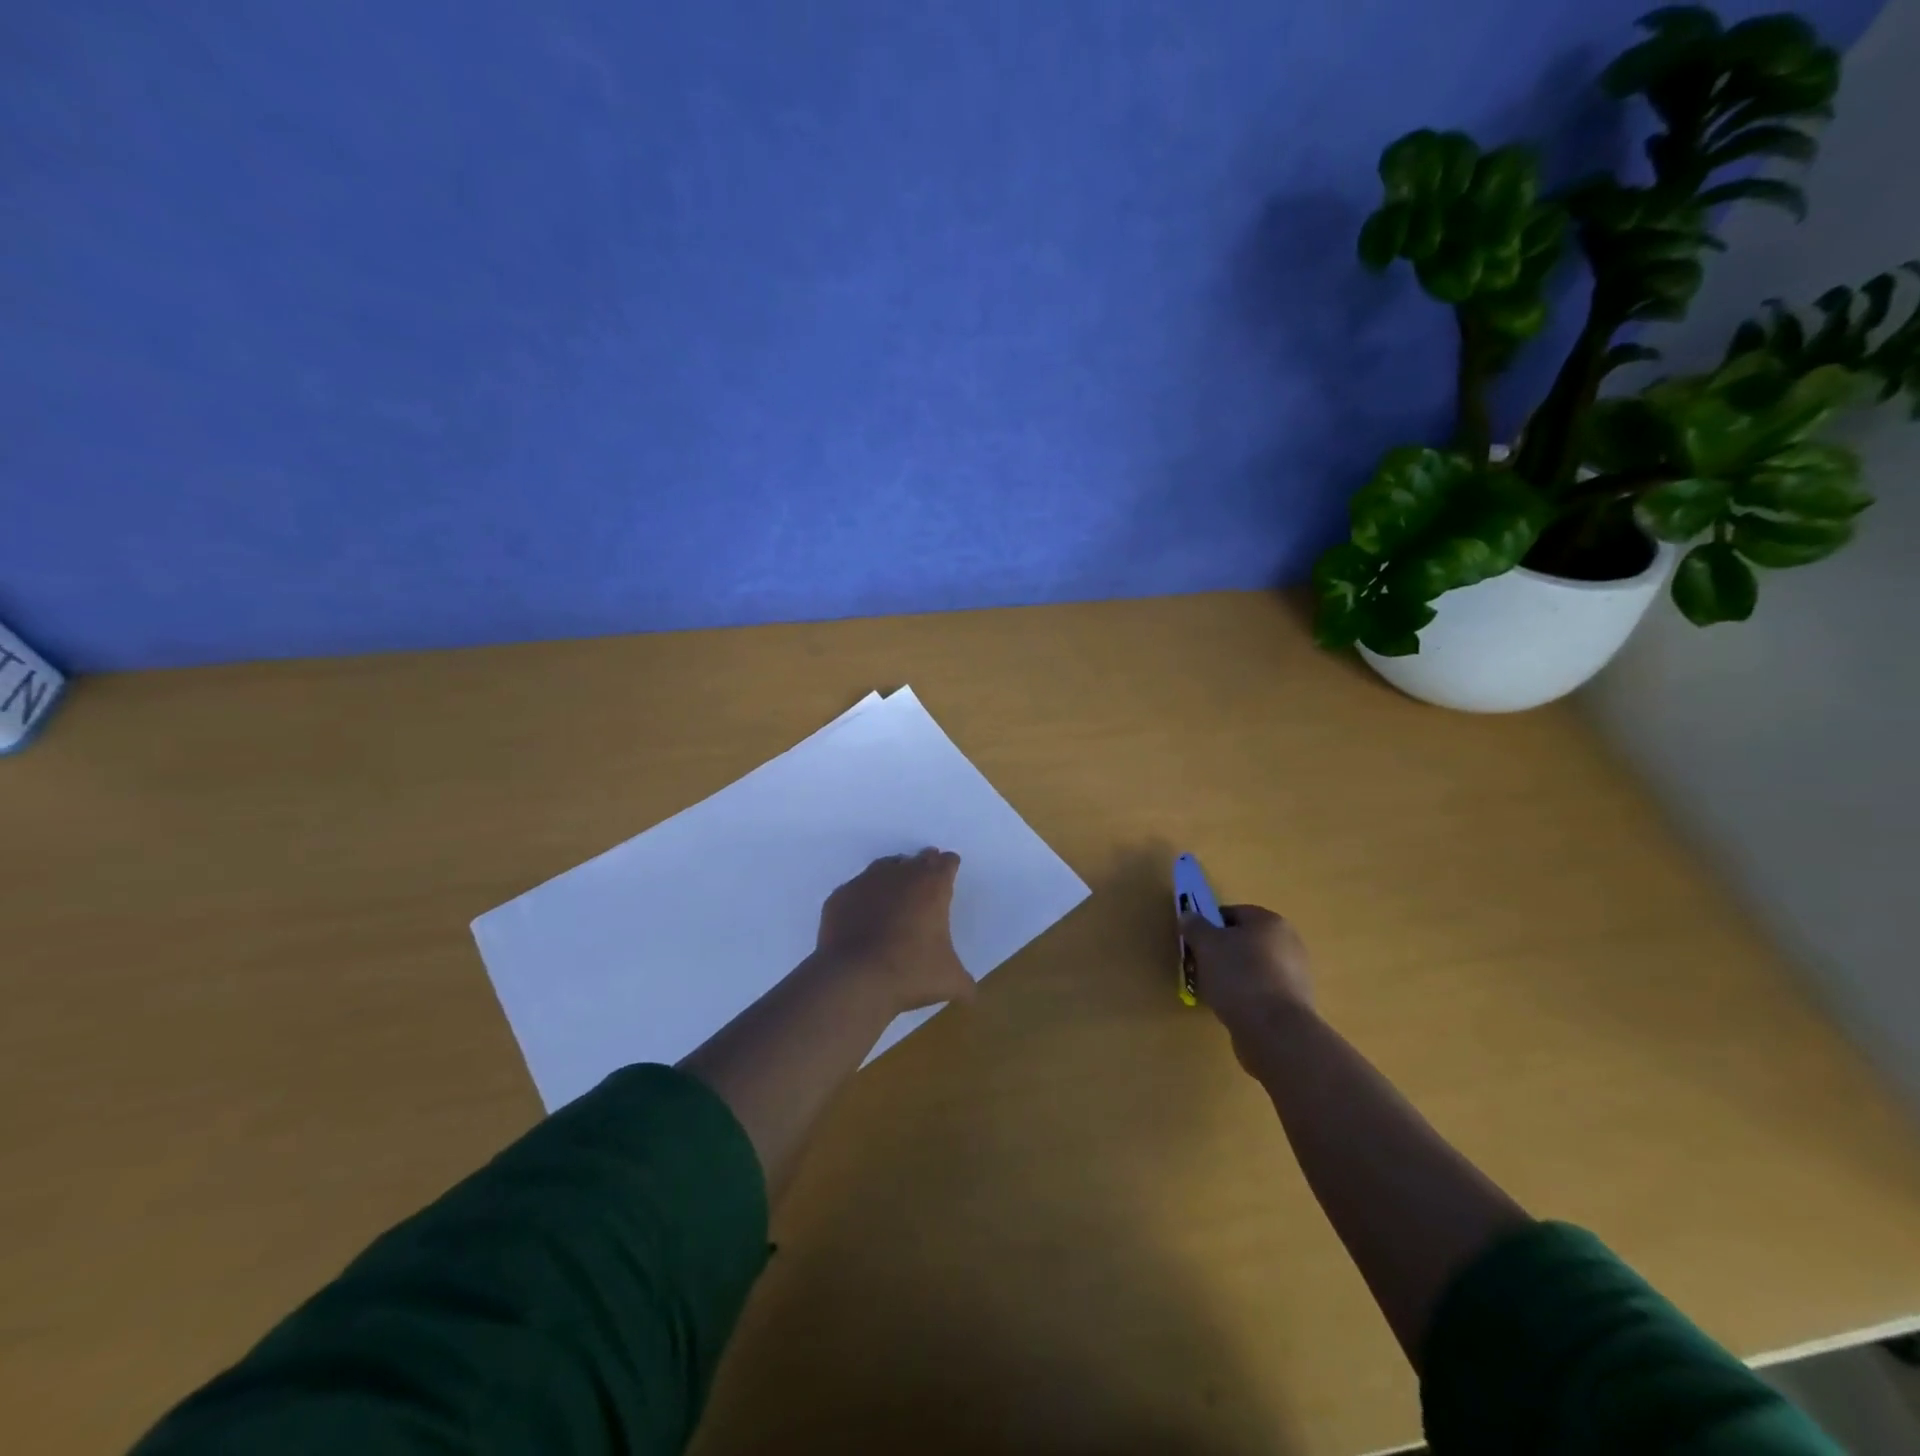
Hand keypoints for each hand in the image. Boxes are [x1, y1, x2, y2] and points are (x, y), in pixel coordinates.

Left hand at [815, 849, 975, 1015]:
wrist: (854, 978)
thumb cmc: (910, 973)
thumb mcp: (949, 981)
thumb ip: (964, 983)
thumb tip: (972, 995)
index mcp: (932, 887)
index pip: (946, 863)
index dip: (949, 866)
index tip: (950, 869)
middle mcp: (900, 875)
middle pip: (918, 859)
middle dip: (925, 865)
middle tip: (927, 875)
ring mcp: (866, 882)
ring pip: (885, 867)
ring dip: (894, 874)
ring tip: (896, 889)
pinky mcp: (841, 896)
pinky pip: (856, 889)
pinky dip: (863, 896)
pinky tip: (863, 912)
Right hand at [1179, 904, 1314, 1067]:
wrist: (1274, 1030)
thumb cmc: (1238, 976)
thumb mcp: (1206, 944)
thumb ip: (1195, 926)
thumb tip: (1189, 916)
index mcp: (1270, 922)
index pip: (1233, 913)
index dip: (1209, 926)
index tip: (1194, 944)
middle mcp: (1288, 943)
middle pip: (1243, 941)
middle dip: (1220, 953)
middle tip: (1200, 968)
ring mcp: (1295, 975)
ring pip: (1252, 968)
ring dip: (1231, 976)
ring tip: (1212, 992)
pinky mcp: (1294, 1004)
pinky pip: (1261, 992)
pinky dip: (1245, 997)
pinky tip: (1231, 1009)